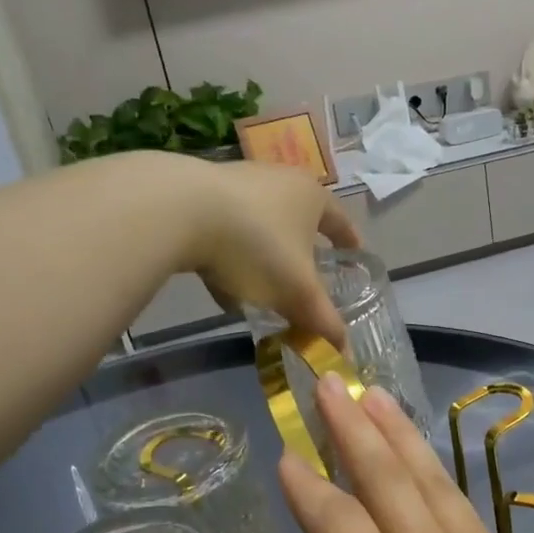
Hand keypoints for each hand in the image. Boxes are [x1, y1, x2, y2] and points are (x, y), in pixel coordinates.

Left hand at [180, 160, 357, 346]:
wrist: (178, 209)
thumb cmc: (256, 244)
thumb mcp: (296, 290)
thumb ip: (322, 321)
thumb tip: (344, 352)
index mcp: (312, 196)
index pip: (341, 221)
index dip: (350, 242)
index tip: (355, 258)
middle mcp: (279, 180)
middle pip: (299, 221)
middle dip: (302, 254)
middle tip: (306, 281)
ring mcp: (238, 183)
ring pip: (260, 228)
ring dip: (264, 259)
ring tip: (262, 291)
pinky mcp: (200, 193)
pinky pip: (227, 231)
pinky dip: (231, 257)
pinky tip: (222, 286)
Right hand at [215, 374, 533, 532]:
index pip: (335, 523)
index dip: (307, 485)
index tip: (285, 452)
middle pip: (386, 480)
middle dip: (353, 426)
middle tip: (330, 379)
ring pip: (432, 484)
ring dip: (401, 435)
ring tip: (377, 396)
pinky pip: (469, 512)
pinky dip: (441, 476)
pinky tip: (432, 467)